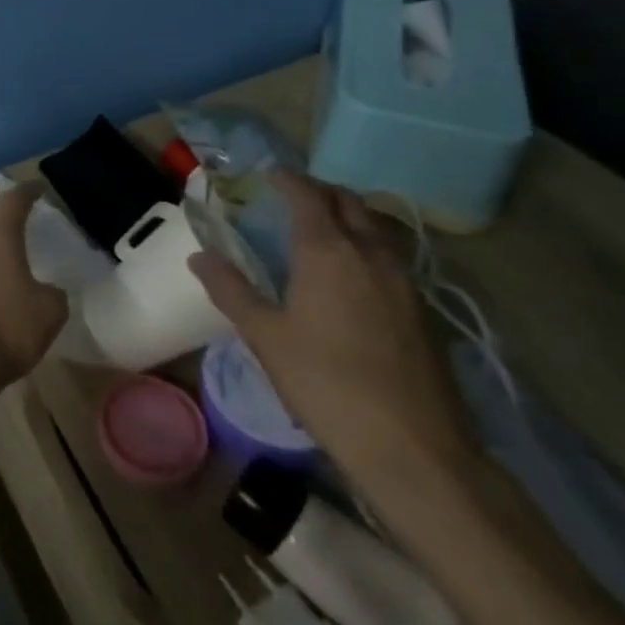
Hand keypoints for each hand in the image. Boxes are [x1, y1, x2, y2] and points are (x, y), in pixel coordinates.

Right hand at [189, 170, 477, 492]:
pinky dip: (370, 246)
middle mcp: (371, 254)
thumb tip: (199, 256)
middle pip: (351, 202)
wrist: (415, 450)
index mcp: (328, 251)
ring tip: (323, 231)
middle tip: (293, 199)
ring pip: (379, 227)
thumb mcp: (265, 336)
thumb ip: (230, 289)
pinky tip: (354, 276)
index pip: (308, 195)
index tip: (268, 174)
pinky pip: (394, 257)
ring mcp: (406, 282)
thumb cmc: (327, 384)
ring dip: (351, 216)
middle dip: (321, 192)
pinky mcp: (425, 311)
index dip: (287, 179)